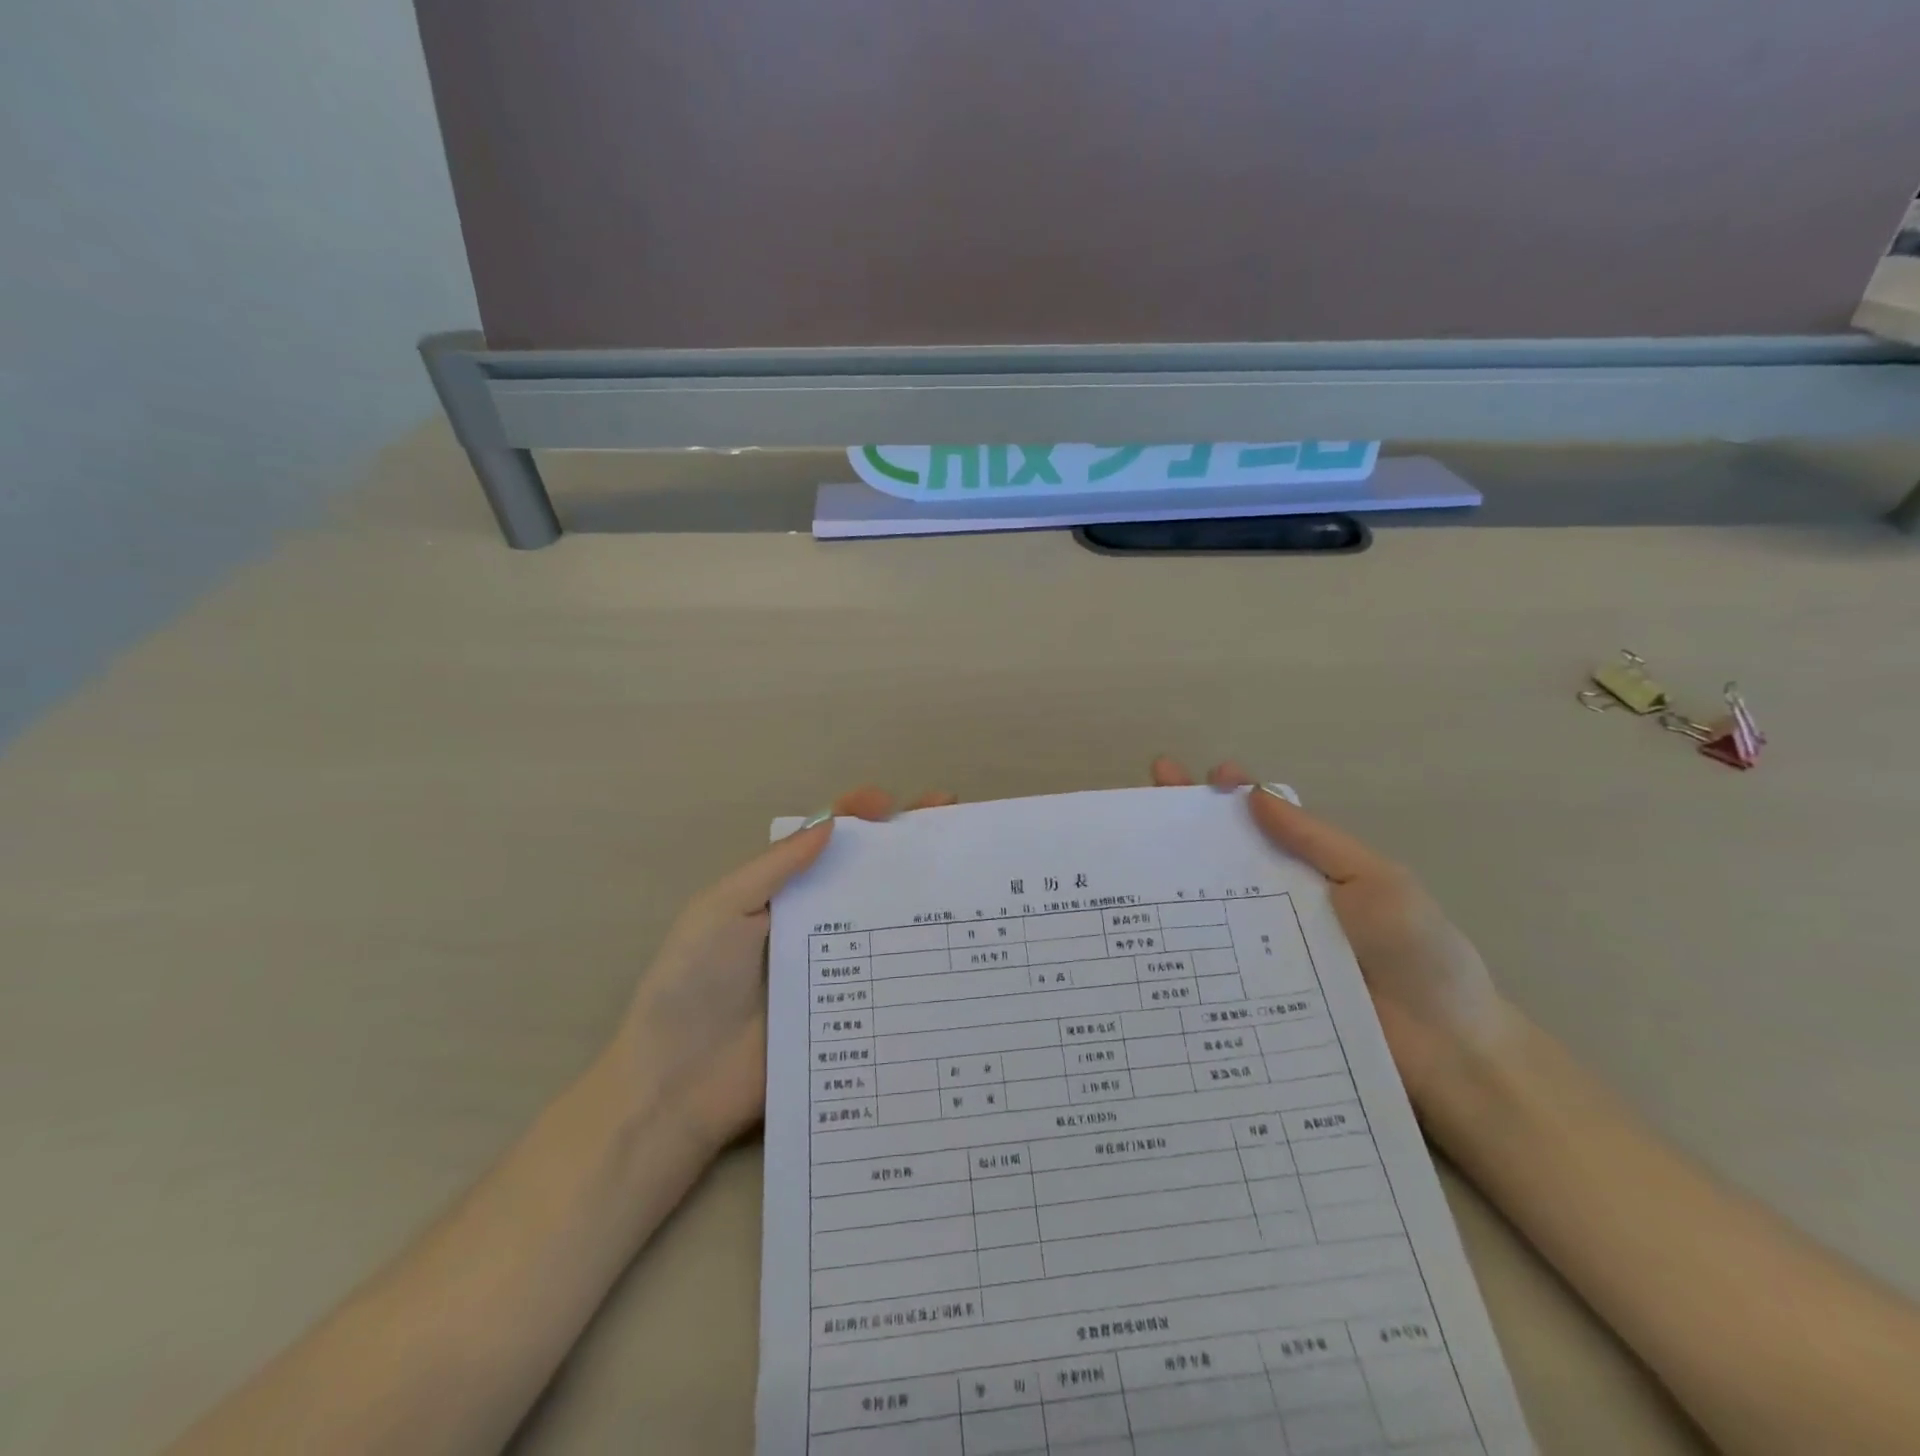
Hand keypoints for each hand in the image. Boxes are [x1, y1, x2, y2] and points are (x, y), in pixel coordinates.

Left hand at [602, 786, 957, 1152]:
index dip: (856, 814)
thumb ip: (774, 869)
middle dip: (905, 843)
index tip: (892, 804)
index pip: (821, 840)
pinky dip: (918, 958)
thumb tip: (831, 822)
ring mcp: (832, 969)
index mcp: (777, 893)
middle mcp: (810, 923)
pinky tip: (954, 946)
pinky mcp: (846, 1012)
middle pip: (862, 873)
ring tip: (964, 874)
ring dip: (919, 894)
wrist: (676, 1088)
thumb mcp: (720, 912)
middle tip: (950, 818)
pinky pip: (886, 978)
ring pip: (882, 920)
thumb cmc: (692, 986)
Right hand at [1150, 757, 1515, 1107]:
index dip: (1226, 795)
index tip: (1193, 777)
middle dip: (1182, 824)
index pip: (1260, 821)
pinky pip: (1210, 962)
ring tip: (1126, 861)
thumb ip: (1316, 842)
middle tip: (1138, 800)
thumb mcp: (1377, 883)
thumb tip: (1253, 794)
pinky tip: (1143, 933)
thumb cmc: (1419, 955)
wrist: (1449, 1054)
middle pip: (1222, 856)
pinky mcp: (1251, 992)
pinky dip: (1176, 944)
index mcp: (1310, 870)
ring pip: (1206, 906)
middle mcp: (1278, 903)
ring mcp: (1261, 949)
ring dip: (1168, 881)